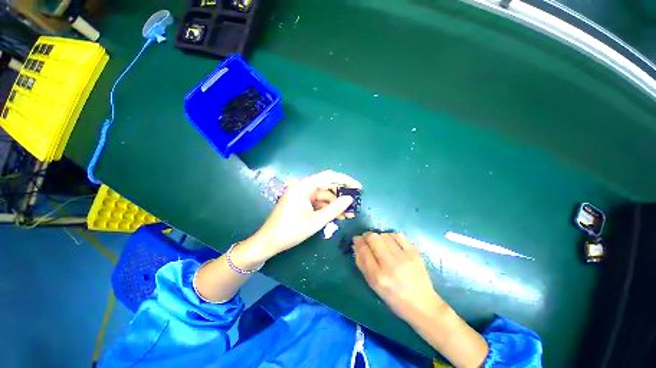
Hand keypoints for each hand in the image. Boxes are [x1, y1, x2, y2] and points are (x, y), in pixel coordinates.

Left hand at [250, 170, 361, 260]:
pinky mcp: (302, 203)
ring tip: (349, 213)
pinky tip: (339, 216)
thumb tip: (349, 199)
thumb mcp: (315, 221)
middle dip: (341, 195)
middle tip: (355, 202)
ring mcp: (302, 195)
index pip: (328, 176)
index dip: (344, 180)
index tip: (358, 187)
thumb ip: (334, 209)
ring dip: (336, 204)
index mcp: (303, 186)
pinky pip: (318, 203)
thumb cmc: (290, 231)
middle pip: (327, 186)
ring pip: (324, 196)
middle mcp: (303, 187)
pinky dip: (328, 208)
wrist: (269, 242)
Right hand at [353, 232, 443, 321]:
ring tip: (380, 242)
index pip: (364, 250)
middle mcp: (390, 265)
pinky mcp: (415, 253)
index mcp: (378, 277)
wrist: (422, 305)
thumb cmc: (394, 298)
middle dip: (367, 235)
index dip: (358, 241)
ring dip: (379, 236)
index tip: (357, 239)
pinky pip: (399, 235)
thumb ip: (362, 264)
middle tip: (367, 239)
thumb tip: (356, 245)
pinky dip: (392, 236)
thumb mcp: (373, 285)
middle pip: (373, 238)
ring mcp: (404, 257)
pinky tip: (391, 241)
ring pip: (385, 235)